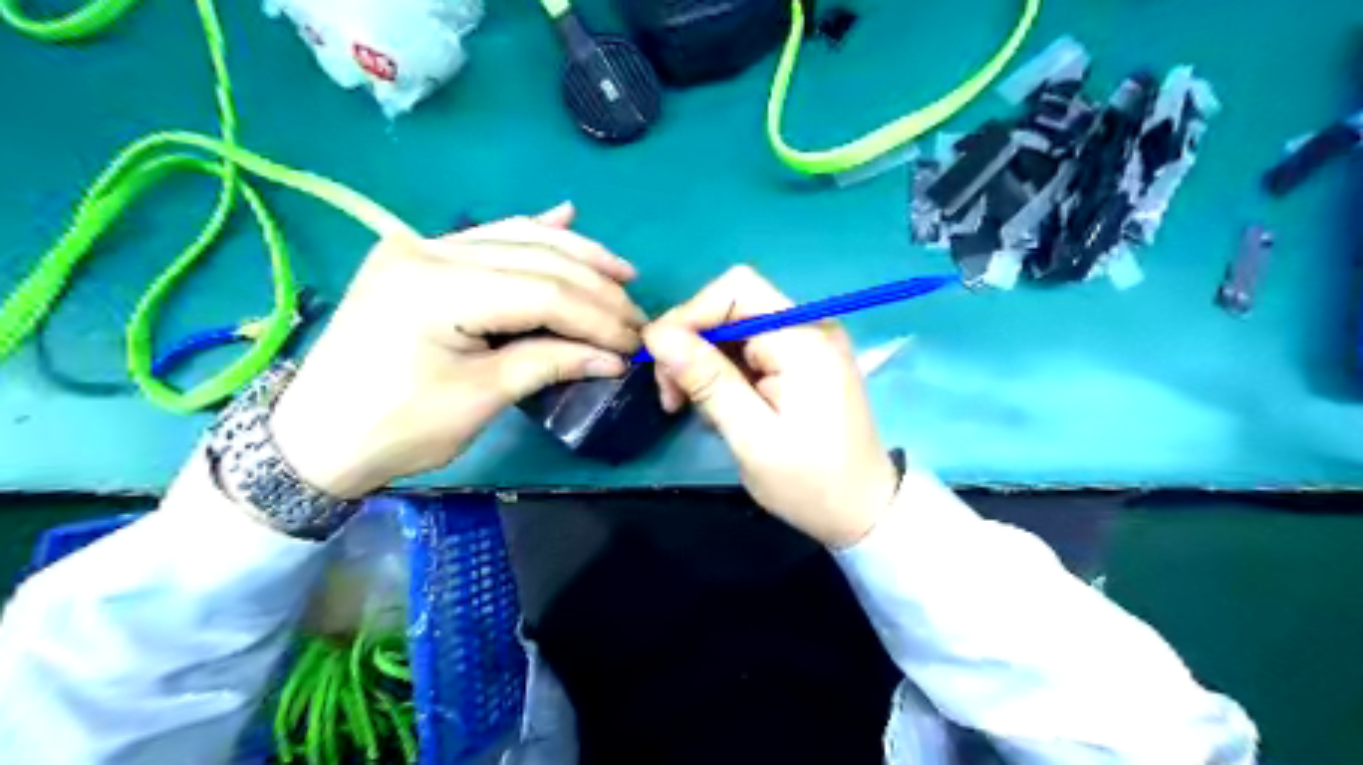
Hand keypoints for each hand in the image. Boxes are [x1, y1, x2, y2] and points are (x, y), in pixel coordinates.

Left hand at [271, 202, 644, 499]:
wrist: (314, 437)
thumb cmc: (395, 428)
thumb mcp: (479, 399)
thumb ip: (548, 363)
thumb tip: (612, 357)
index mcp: (436, 289)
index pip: (542, 292)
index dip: (597, 317)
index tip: (635, 343)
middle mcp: (428, 251)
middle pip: (537, 259)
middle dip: (596, 288)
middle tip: (636, 316)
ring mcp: (420, 247)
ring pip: (518, 238)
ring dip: (576, 255)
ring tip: (622, 274)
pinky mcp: (420, 258)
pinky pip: (488, 238)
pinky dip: (533, 233)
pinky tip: (565, 217)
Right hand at [646, 267, 901, 545]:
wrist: (863, 510)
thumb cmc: (810, 483)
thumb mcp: (751, 436)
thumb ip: (707, 380)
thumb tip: (657, 334)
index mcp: (804, 339)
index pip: (735, 291)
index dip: (689, 316)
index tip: (659, 363)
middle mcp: (809, 326)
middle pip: (732, 305)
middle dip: (692, 342)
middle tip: (672, 395)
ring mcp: (808, 341)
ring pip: (734, 327)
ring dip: (704, 360)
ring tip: (692, 407)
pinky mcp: (802, 359)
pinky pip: (749, 347)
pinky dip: (724, 371)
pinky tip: (718, 406)